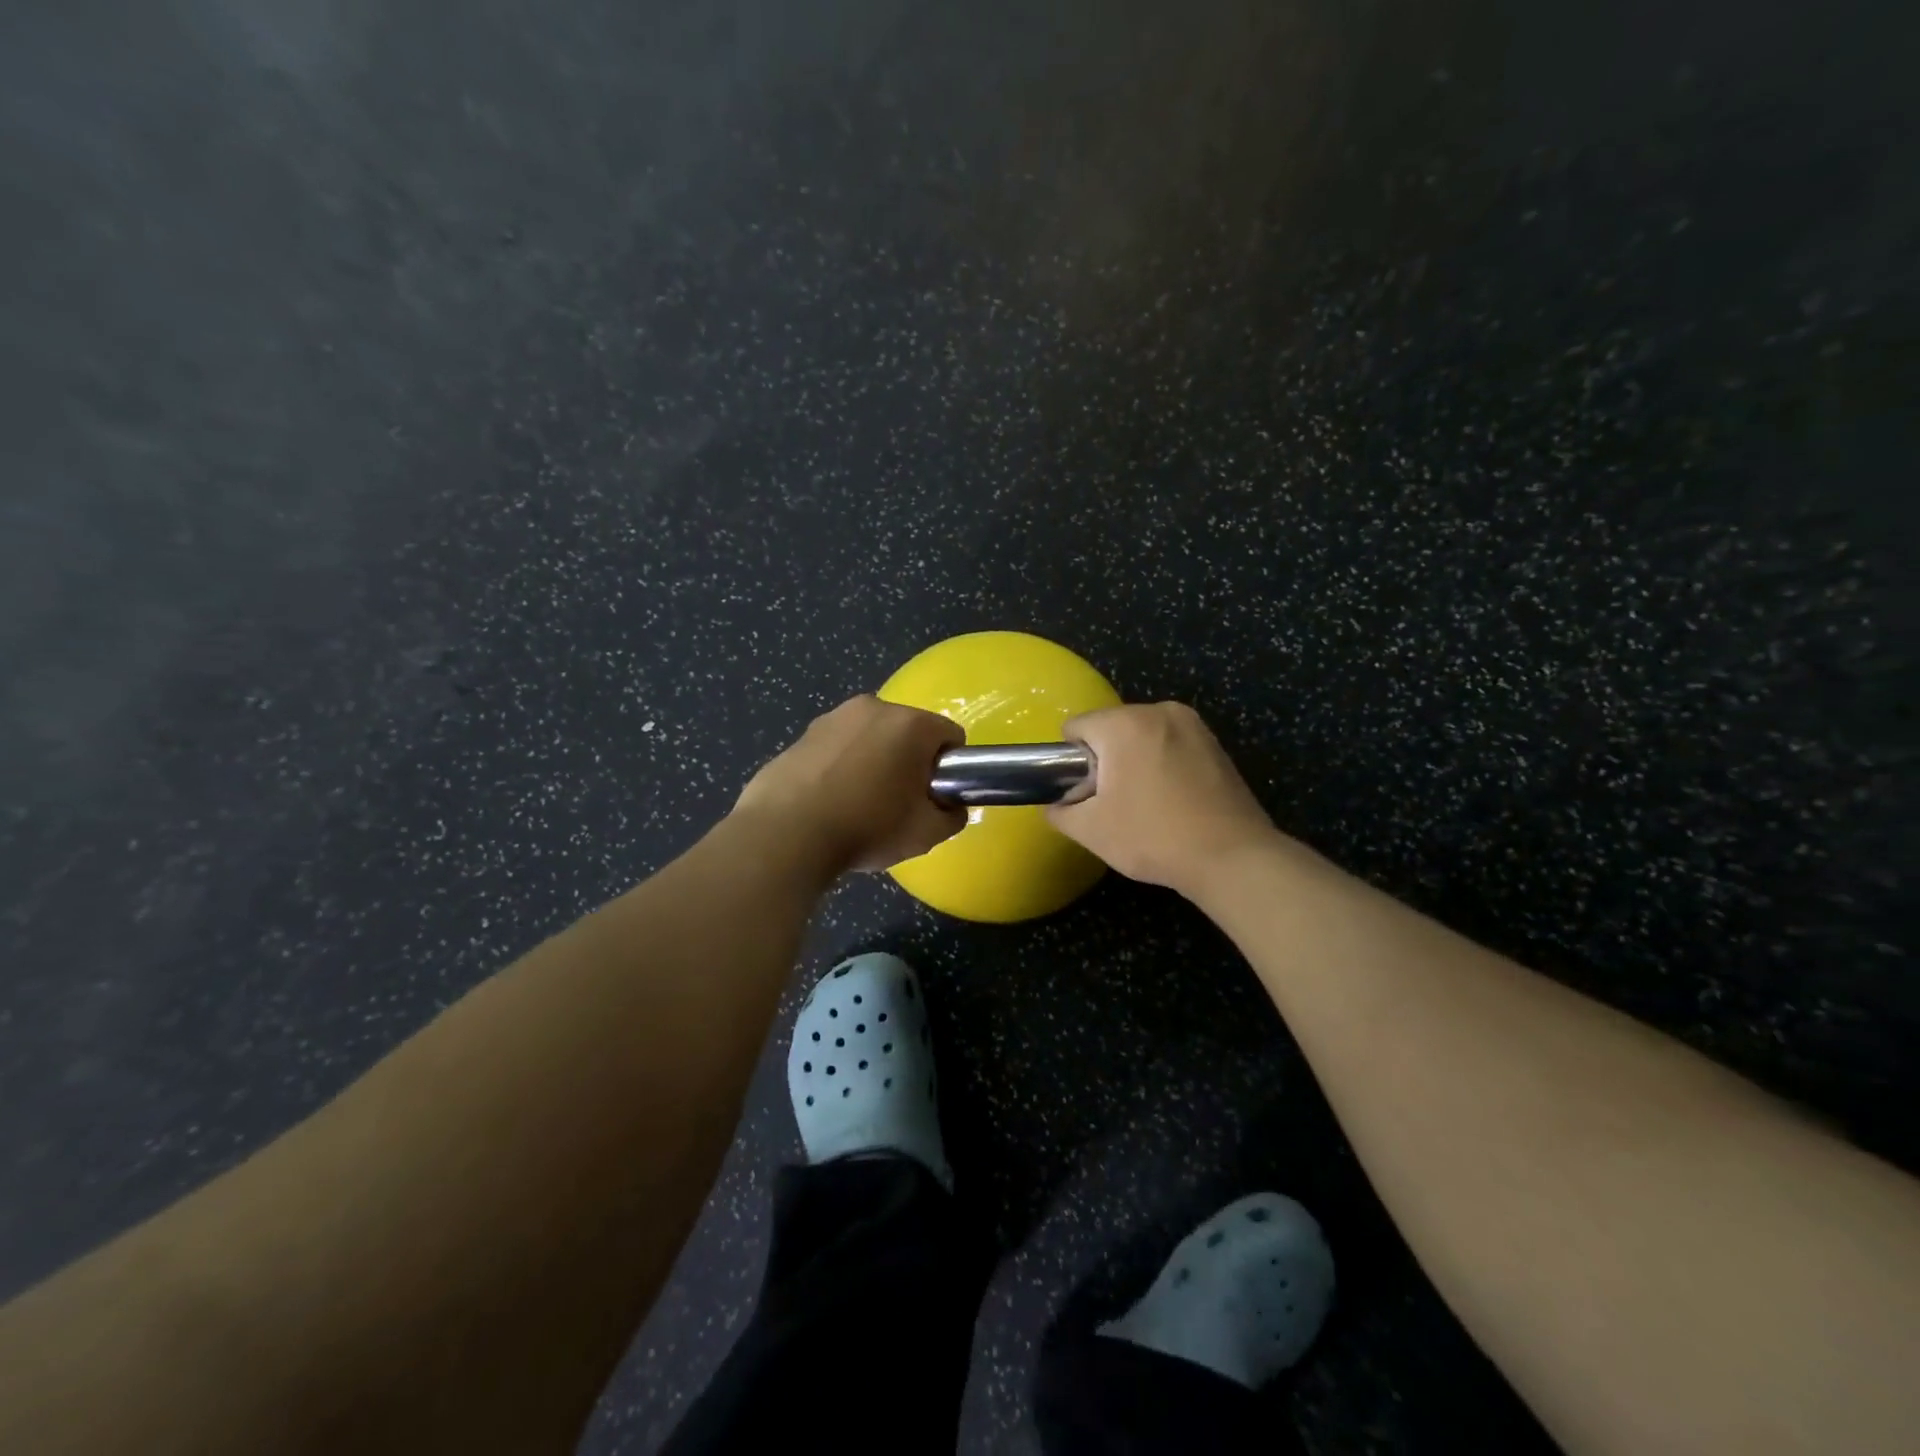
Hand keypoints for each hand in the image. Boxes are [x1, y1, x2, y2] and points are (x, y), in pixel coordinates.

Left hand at [734, 695, 965, 873]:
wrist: (786, 835)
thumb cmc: (866, 828)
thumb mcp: (926, 834)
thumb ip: (952, 816)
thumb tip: (949, 807)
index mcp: (910, 724)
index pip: (950, 736)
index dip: (949, 768)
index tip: (934, 795)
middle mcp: (872, 708)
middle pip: (908, 732)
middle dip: (910, 761)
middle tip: (899, 803)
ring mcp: (831, 718)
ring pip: (869, 738)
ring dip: (874, 762)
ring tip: (858, 805)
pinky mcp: (800, 735)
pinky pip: (836, 749)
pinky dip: (840, 767)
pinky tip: (828, 802)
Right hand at [1047, 702, 1279, 894]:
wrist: (1232, 857)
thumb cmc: (1153, 837)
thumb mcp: (1092, 831)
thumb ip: (1060, 813)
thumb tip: (1056, 806)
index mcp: (1124, 724)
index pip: (1076, 727)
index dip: (1071, 761)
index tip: (1085, 793)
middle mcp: (1159, 711)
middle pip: (1111, 728)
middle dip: (1105, 760)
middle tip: (1114, 803)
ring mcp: (1193, 725)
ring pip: (1142, 736)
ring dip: (1134, 761)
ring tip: (1146, 803)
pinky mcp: (1215, 743)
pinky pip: (1171, 745)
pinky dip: (1163, 764)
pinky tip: (1173, 800)